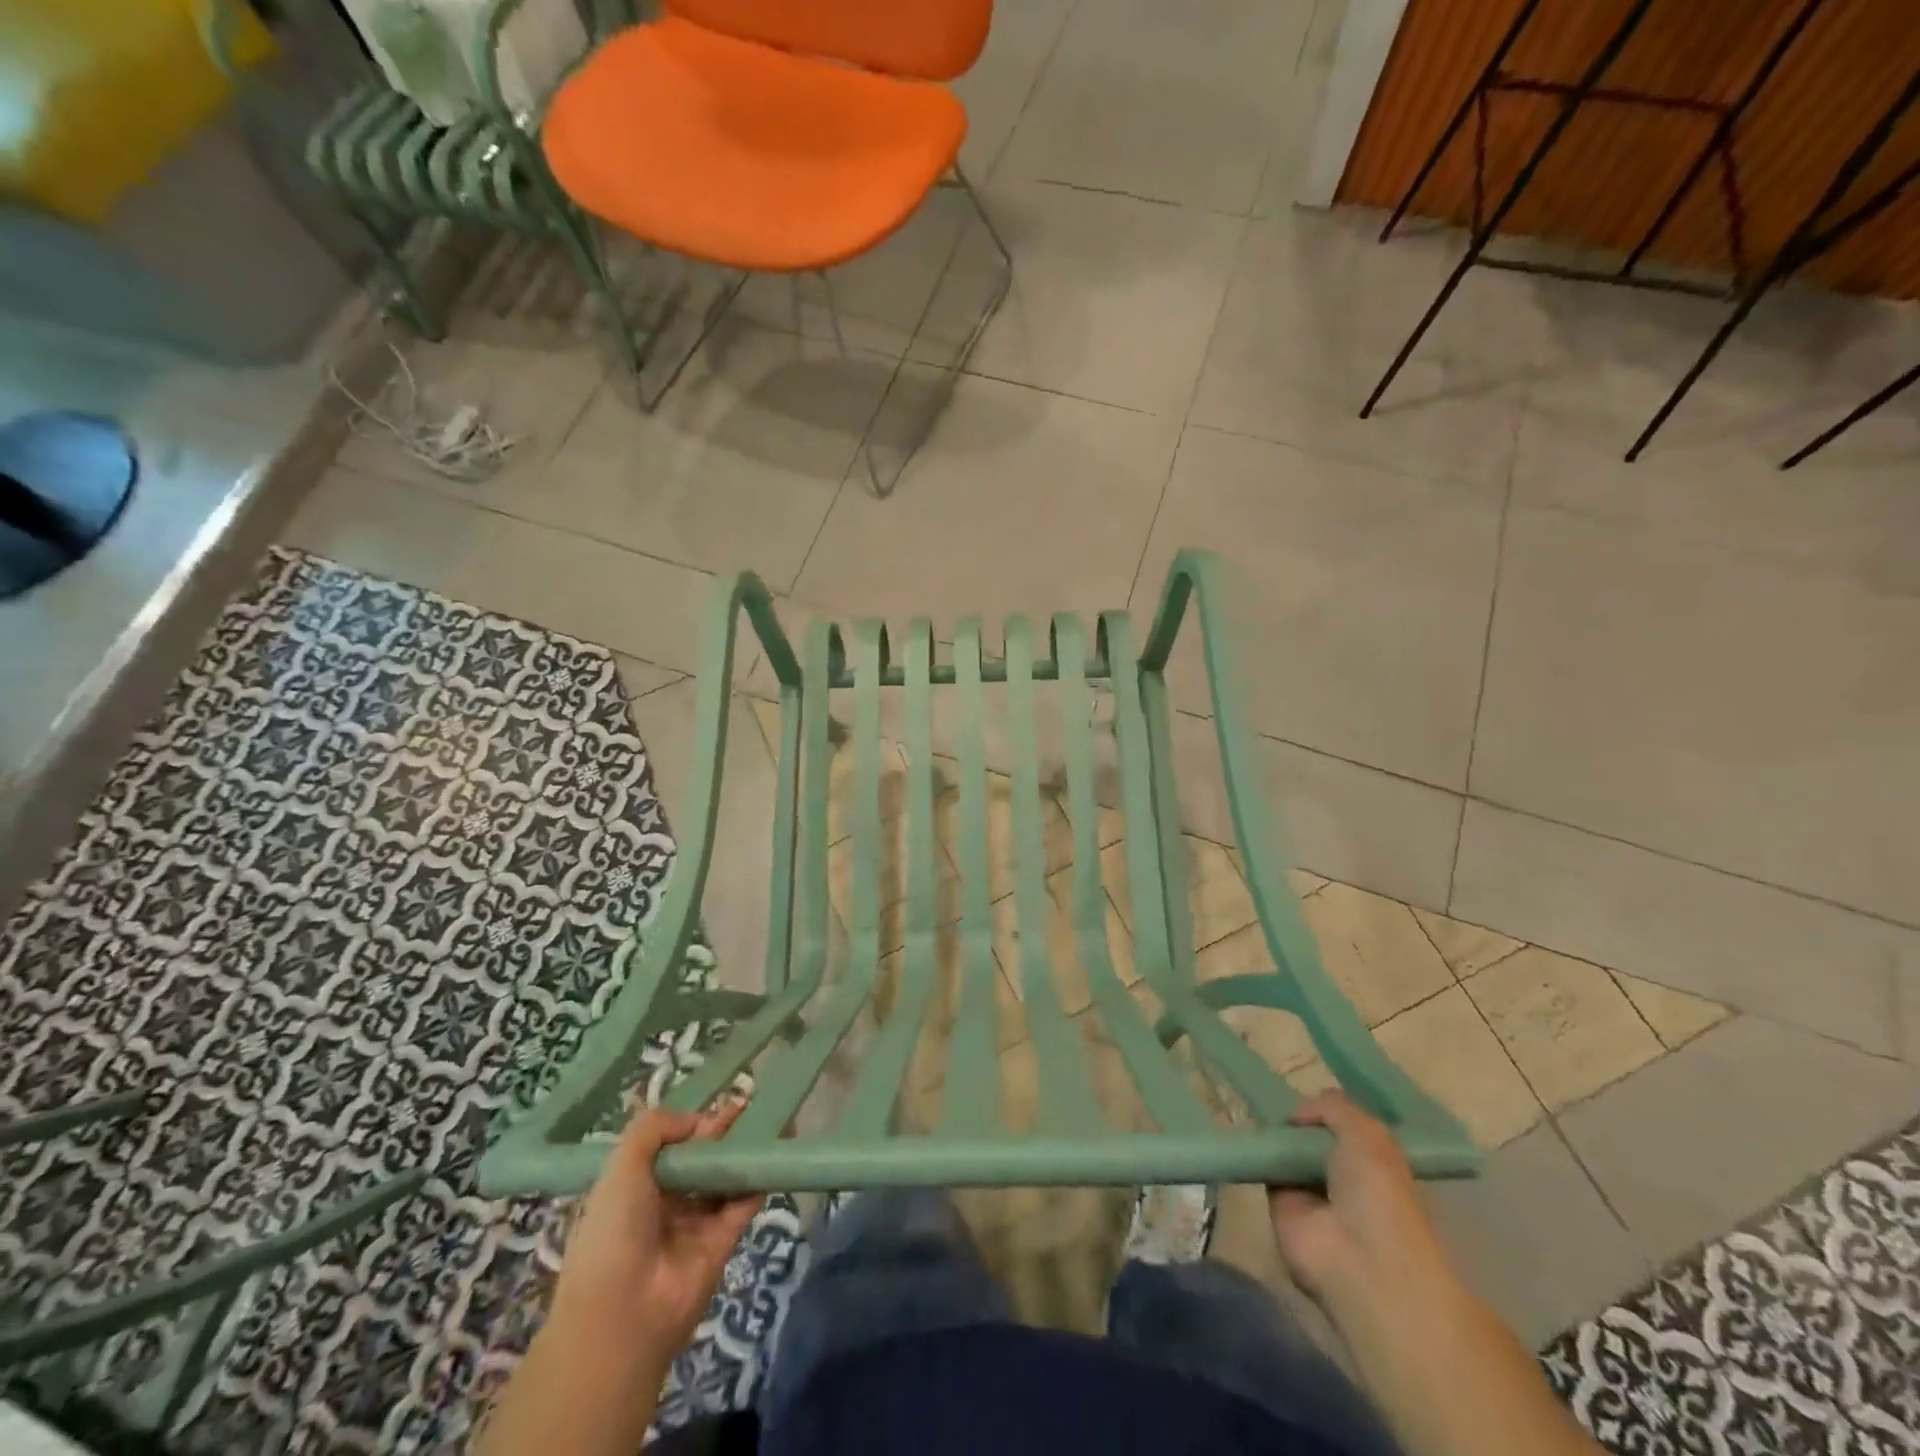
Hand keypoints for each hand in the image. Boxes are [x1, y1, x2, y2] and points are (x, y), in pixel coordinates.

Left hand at [547, 1102, 764, 1369]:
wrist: (622, 1314)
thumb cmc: (613, 1232)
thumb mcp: (621, 1167)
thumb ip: (655, 1128)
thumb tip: (698, 1120)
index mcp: (635, 1188)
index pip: (669, 1148)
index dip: (691, 1125)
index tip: (715, 1105)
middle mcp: (666, 1204)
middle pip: (701, 1161)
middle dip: (723, 1133)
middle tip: (751, 1103)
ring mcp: (696, 1224)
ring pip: (725, 1179)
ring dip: (745, 1152)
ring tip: (773, 1119)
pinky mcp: (723, 1242)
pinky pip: (743, 1203)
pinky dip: (758, 1180)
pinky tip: (773, 1152)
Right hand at [1268, 1091, 1454, 1309]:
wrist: (1359, 1260)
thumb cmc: (1378, 1195)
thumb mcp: (1368, 1134)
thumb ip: (1334, 1108)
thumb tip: (1297, 1115)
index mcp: (1376, 1163)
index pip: (1347, 1128)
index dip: (1327, 1110)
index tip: (1305, 1092)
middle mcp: (1345, 1178)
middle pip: (1313, 1138)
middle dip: (1297, 1121)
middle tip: (1270, 1095)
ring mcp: (1313, 1195)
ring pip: (1288, 1153)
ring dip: (1274, 1135)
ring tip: (1250, 1104)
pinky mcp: (1282, 1208)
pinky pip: (1266, 1171)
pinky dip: (1256, 1154)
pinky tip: (1243, 1132)